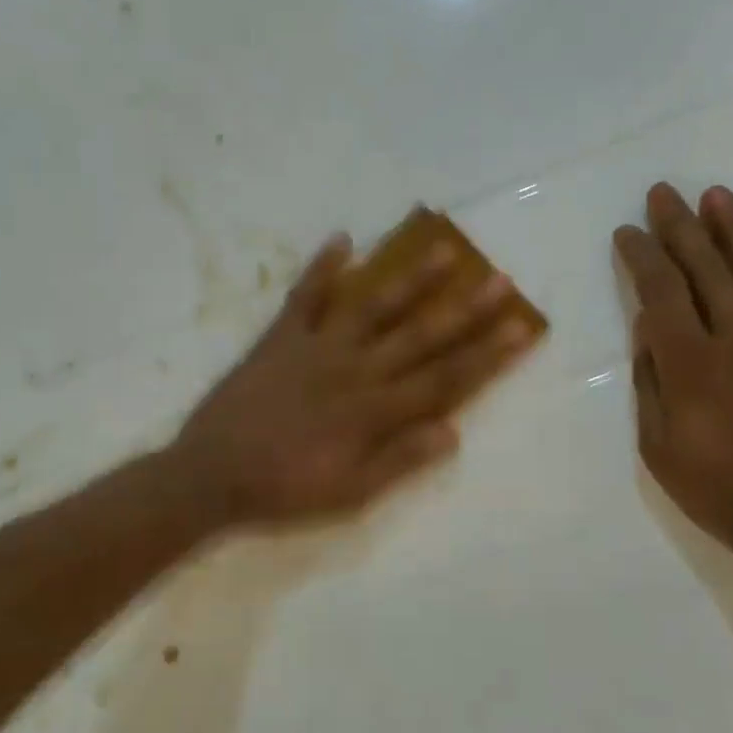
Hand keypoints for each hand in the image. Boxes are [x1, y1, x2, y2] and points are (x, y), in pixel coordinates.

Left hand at [172, 232, 535, 527]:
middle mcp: (353, 369)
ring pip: (371, 306)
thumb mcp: (348, 493)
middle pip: (418, 335)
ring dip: (407, 278)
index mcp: (373, 410)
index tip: (521, 328)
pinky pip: (304, 297)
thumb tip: (452, 431)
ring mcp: (316, 347)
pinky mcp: (280, 338)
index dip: (486, 355)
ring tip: (441, 248)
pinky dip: (321, 268)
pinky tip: (342, 239)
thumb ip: (399, 461)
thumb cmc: (284, 489)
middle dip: (463, 310)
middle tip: (499, 279)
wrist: (211, 474)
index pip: (443, 379)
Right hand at [613, 183, 732, 569]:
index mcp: (691, 367)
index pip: (661, 294)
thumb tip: (648, 334)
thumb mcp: (659, 449)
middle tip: (664, 193)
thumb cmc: (717, 492)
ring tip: (716, 196)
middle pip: (706, 270)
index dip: (643, 257)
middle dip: (681, 228)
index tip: (627, 232)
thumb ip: (652, 385)